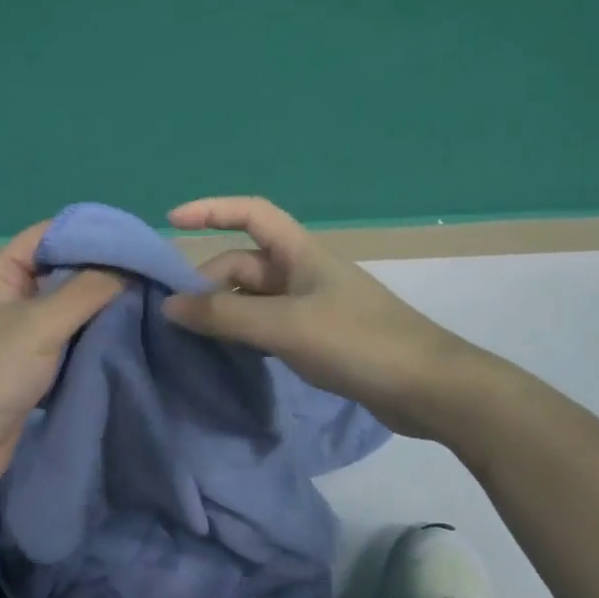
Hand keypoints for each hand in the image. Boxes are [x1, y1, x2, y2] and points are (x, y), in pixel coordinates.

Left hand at [0, 221, 124, 499]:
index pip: (45, 237)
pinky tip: (121, 336)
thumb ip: (88, 290)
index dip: (86, 233)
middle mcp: (3, 299)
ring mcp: (13, 335)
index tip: (130, 240)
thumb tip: (129, 267)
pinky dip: (87, 338)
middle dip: (98, 273)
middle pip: (57, 273)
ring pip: (63, 310)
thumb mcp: (42, 323)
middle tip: (145, 272)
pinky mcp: (25, 368)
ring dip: (96, 308)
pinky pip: (62, 342)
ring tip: (143, 301)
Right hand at [162, 196, 468, 437]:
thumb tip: (170, 306)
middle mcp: (303, 272)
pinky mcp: (320, 338)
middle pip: (245, 263)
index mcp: (300, 252)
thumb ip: (225, 315)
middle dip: (209, 282)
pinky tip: (229, 356)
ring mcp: (312, 306)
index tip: (171, 221)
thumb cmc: (357, 341)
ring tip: (193, 338)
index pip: (250, 213)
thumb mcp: (284, 325)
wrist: (428, 388)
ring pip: (255, 298)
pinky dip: (246, 334)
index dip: (211, 210)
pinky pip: (270, 325)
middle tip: (177, 318)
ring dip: (225, 312)